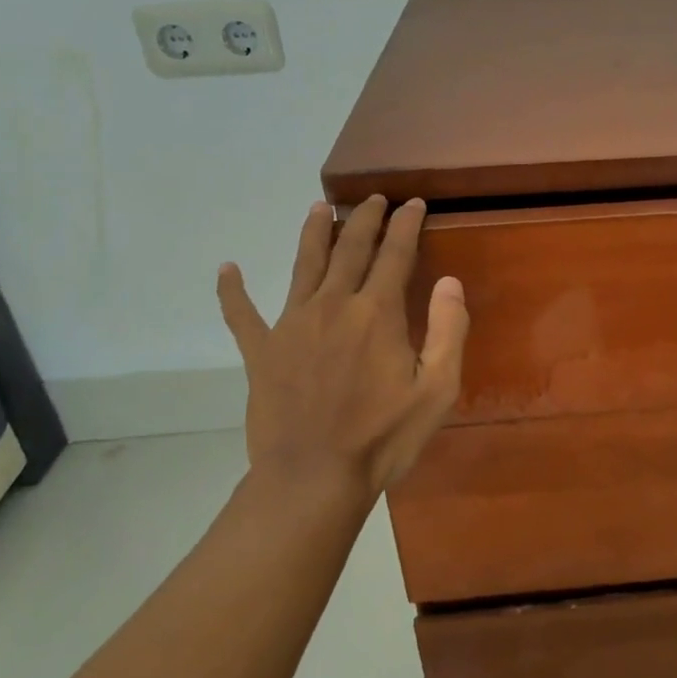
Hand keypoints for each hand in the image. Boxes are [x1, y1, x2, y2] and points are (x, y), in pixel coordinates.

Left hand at [216, 195, 468, 496]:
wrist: (313, 478)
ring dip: (313, 234)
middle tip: (373, 198)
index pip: (395, 253)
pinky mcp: (261, 351)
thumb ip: (447, 330)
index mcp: (377, 313)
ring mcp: (291, 325)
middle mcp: (333, 305)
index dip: (406, 224)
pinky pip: (242, 314)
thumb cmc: (383, 438)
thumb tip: (450, 281)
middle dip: (364, 219)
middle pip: (350, 249)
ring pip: (303, 266)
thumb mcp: (436, 390)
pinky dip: (233, 290)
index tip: (412, 203)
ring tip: (318, 208)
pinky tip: (227, 268)